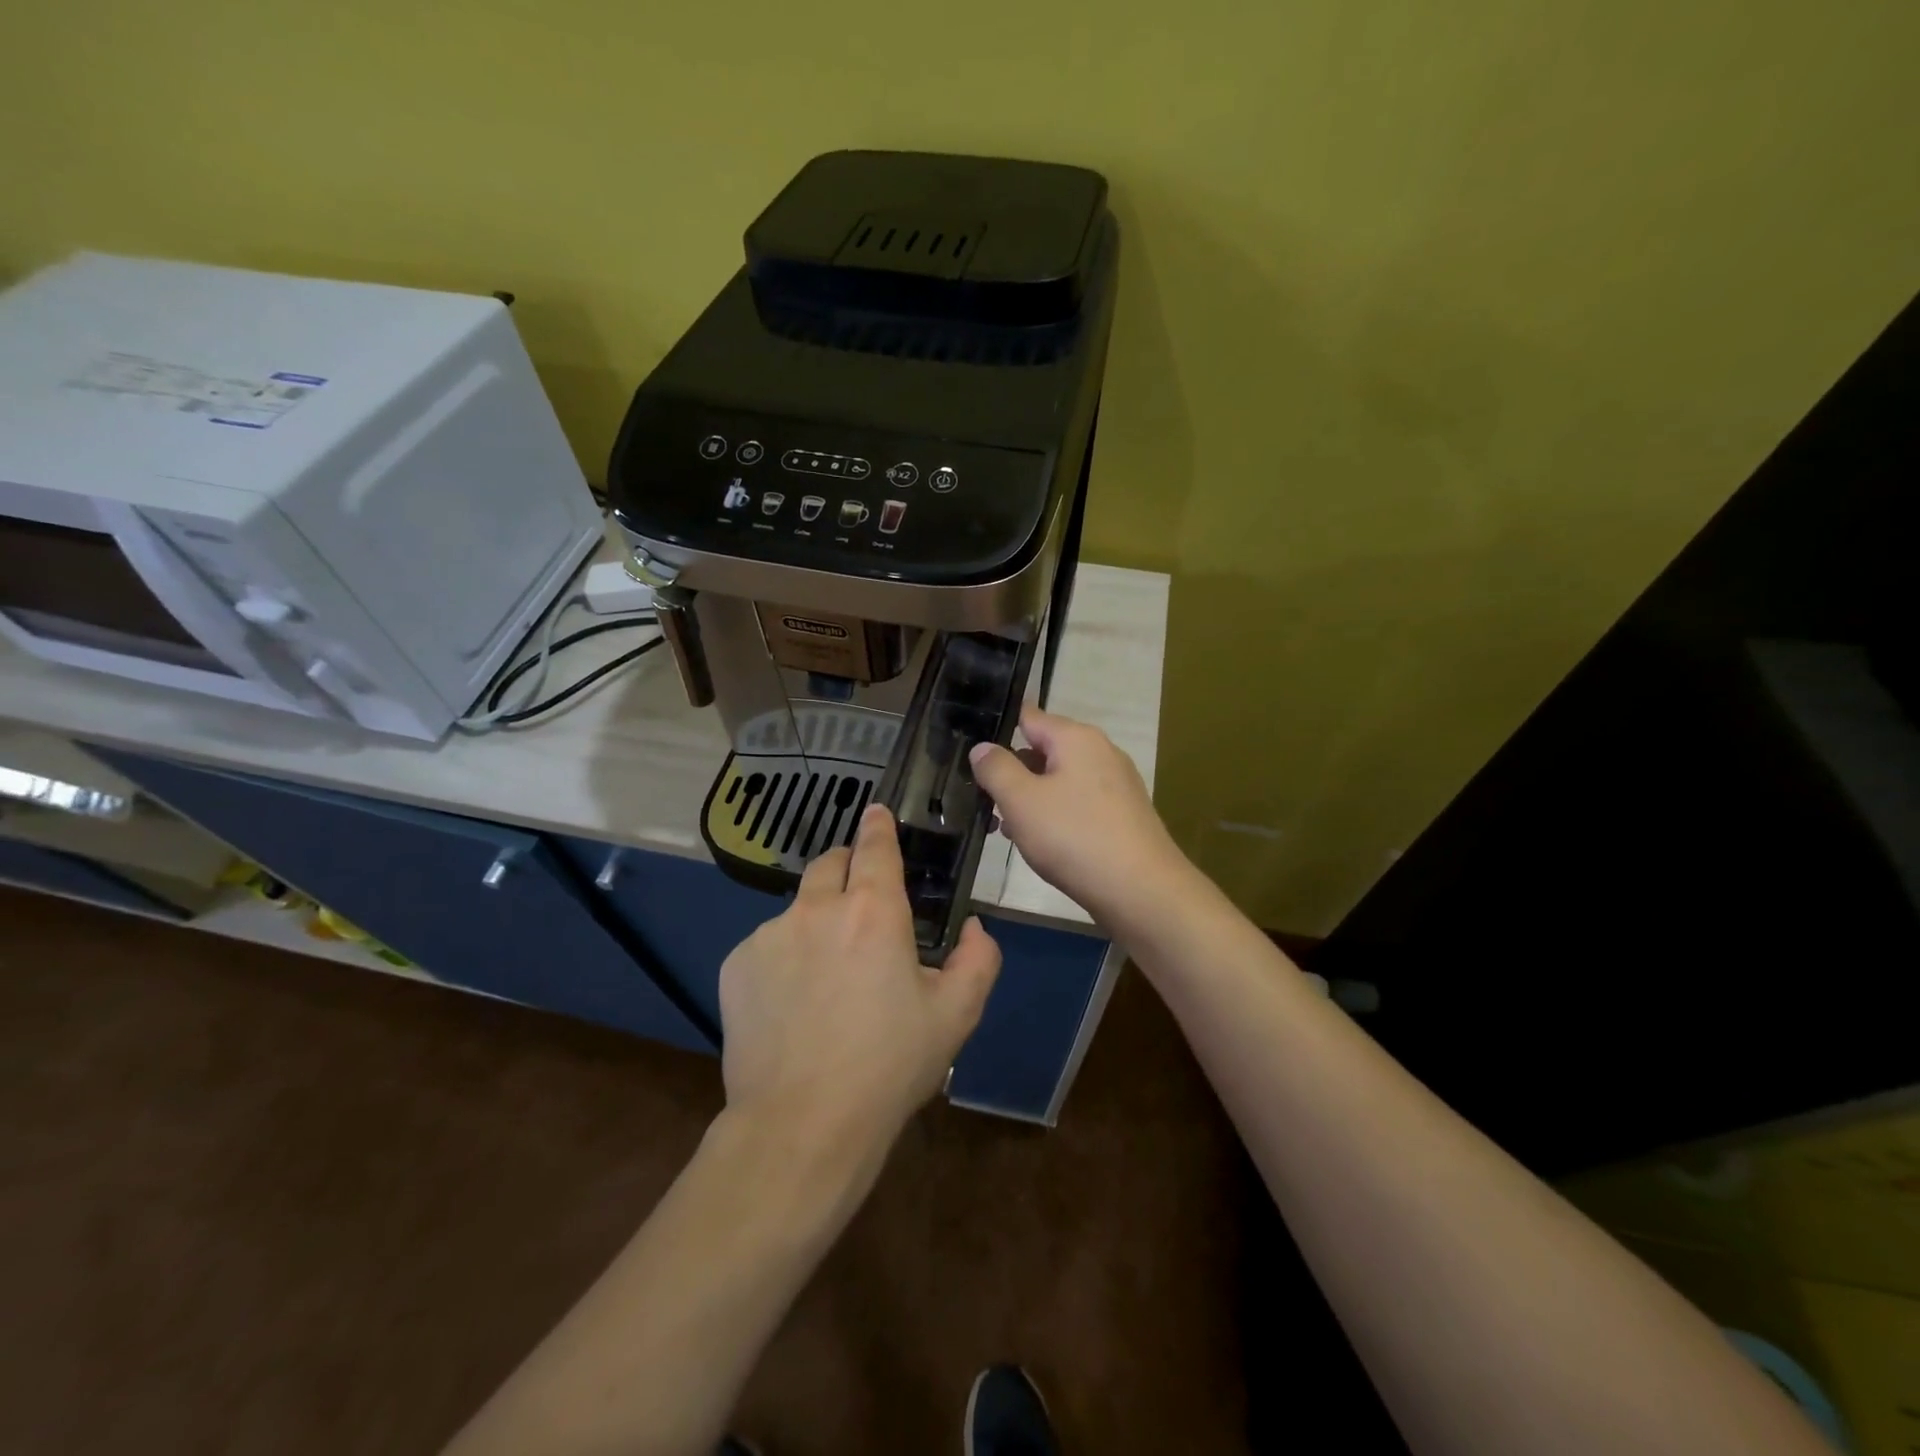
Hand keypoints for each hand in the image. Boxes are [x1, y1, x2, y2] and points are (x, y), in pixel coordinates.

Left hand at [717, 803, 1001, 1154]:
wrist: (802, 1125)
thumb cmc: (889, 1067)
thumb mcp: (955, 1016)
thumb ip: (977, 960)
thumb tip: (973, 927)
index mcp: (873, 912)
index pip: (875, 846)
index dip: (878, 825)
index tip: (876, 811)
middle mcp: (817, 909)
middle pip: (830, 863)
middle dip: (848, 867)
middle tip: (862, 902)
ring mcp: (770, 935)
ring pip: (799, 908)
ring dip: (817, 920)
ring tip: (827, 974)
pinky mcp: (737, 964)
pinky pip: (768, 944)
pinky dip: (785, 956)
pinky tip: (793, 1003)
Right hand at [969, 705, 1190, 931]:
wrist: (1141, 890)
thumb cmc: (1074, 837)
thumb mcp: (1021, 801)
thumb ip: (996, 769)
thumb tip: (982, 747)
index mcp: (1076, 738)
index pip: (1029, 717)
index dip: (999, 731)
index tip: (973, 752)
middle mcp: (1101, 752)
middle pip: (1044, 750)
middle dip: (1012, 772)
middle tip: (981, 798)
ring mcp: (1116, 784)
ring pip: (1060, 781)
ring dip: (1030, 799)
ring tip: (1003, 827)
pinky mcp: (1123, 815)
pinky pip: (1078, 804)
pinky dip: (1055, 816)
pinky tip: (1039, 843)